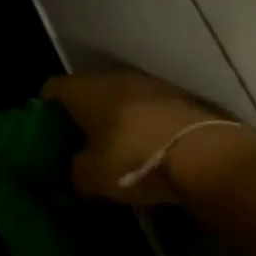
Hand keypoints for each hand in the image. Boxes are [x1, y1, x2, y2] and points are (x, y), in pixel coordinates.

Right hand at [44, 71, 254, 205]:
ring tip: (113, 147)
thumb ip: (75, 171)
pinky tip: (146, 150)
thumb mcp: (92, 176)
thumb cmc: (136, 159)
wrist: (210, 158)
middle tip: (78, 142)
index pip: (52, 88)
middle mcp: (116, 79)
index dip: (44, 109)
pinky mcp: (183, 100)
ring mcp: (153, 86)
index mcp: (86, 90)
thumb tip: (76, 172)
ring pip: (122, 98)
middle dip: (82, 113)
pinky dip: (143, 125)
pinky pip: (151, 110)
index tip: (45, 131)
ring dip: (116, 118)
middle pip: (88, 90)